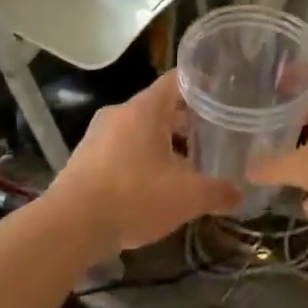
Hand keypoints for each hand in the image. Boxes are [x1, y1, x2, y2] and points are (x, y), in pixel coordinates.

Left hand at [47, 72, 239, 252]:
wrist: (69, 228)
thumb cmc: (134, 197)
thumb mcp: (187, 197)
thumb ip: (217, 192)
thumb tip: (239, 195)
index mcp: (146, 108)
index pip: (178, 79)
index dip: (202, 84)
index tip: (222, 94)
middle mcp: (120, 113)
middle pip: (160, 107)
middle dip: (186, 121)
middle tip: (212, 135)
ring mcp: (97, 136)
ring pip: (139, 130)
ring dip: (162, 143)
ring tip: (187, 164)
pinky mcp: (83, 160)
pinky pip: (120, 150)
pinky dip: (140, 160)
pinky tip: (154, 185)